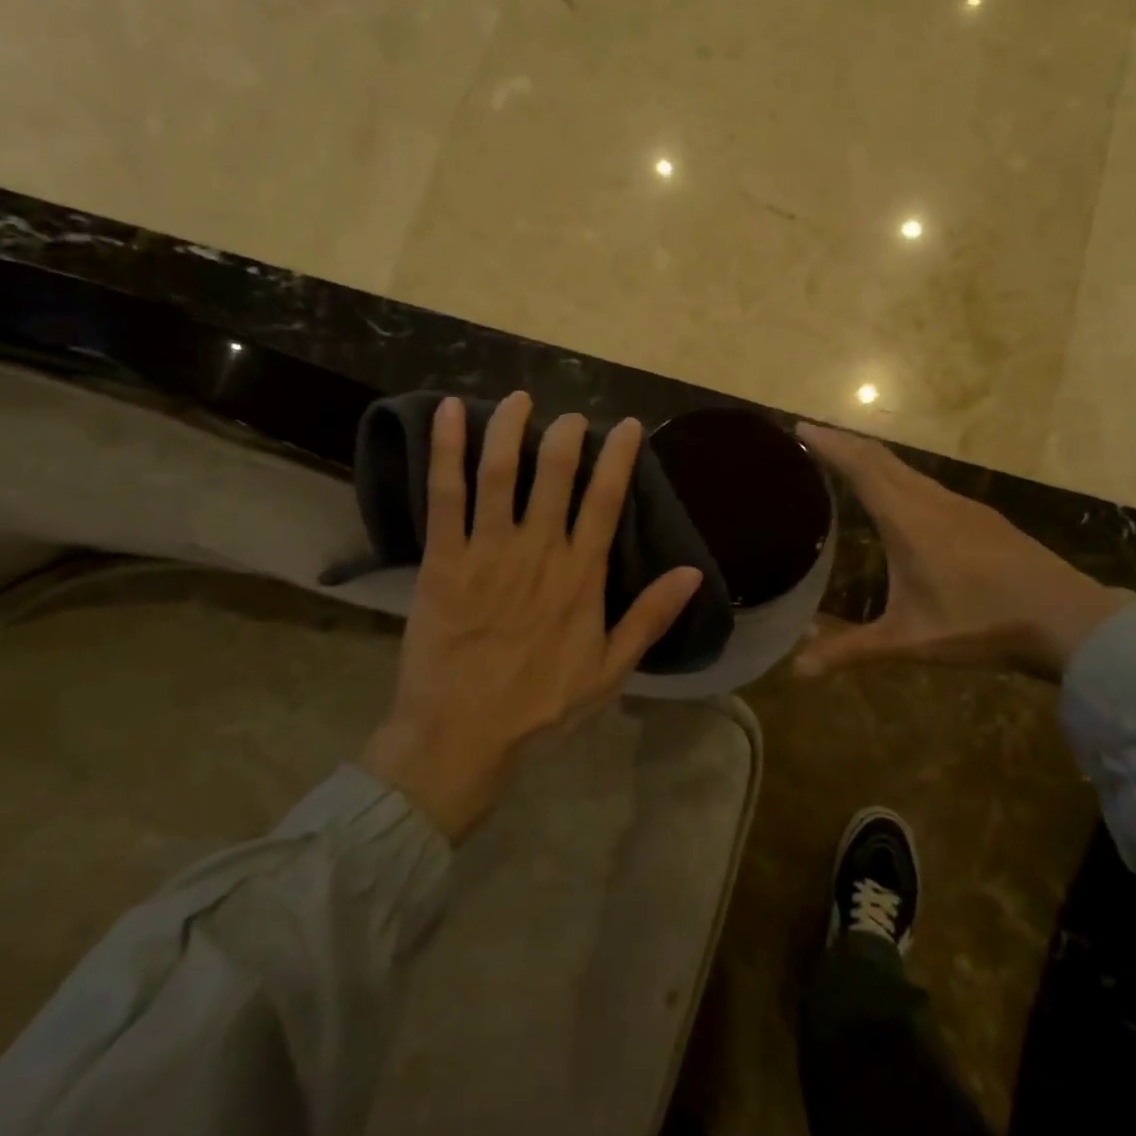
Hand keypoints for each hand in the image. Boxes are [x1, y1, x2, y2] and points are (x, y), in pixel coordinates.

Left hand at [361, 392, 702, 838]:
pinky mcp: (443, 558)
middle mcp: (538, 551)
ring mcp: (488, 550)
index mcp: (581, 576)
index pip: (607, 500)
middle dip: (565, 434)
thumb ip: (650, 618)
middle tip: (570, 417)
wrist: (461, 735)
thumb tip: (693, 573)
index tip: (627, 425)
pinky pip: (445, 494)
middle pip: (554, 473)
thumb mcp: (611, 671)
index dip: (619, 457)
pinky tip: (449, 412)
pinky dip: (447, 450)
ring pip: (500, 472)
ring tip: (519, 400)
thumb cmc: (540, 705)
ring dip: (510, 428)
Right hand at [794, 422, 1126, 680]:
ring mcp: (961, 505)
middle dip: (845, 442)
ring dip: (873, 457)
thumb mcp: (910, 641)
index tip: (799, 426)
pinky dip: (899, 476)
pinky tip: (901, 498)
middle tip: (813, 435)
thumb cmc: (981, 625)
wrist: (1069, 620)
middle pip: (881, 457)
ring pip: (906, 469)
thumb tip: (799, 670)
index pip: (860, 467)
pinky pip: (926, 483)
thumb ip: (852, 650)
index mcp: (908, 519)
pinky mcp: (981, 516)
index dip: (829, 444)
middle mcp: (931, 500)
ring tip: (848, 461)